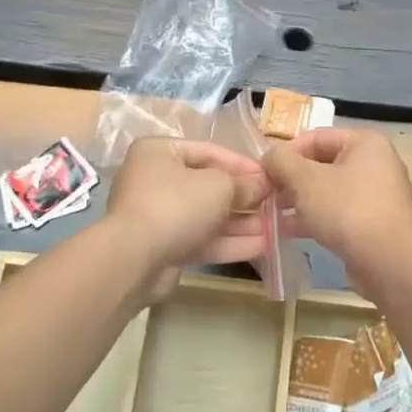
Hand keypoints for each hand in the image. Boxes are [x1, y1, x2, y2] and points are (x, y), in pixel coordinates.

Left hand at [103, 139, 273, 284]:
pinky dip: (229, 242)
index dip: (242, 164)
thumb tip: (262, 184)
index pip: (209, 151)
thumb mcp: (219, 186)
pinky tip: (262, 247)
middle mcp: (156, 180)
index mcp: (160, 152)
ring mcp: (159, 216)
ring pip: (207, 216)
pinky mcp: (164, 247)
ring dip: (241, 222)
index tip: (270, 176)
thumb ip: (244, 184)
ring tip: (275, 228)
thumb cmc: (177, 204)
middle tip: (274, 204)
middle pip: (208, 185)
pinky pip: (201, 239)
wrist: (135, 259)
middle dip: (244, 198)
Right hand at [261, 128, 411, 293]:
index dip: (286, 152)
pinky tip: (288, 230)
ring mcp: (376, 194)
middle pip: (322, 163)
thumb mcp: (305, 179)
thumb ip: (282, 161)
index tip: (263, 172)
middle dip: (291, 179)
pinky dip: (315, 217)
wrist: (388, 262)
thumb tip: (269, 156)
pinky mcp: (373, 222)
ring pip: (328, 190)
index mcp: (365, 143)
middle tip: (265, 194)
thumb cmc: (346, 209)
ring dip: (299, 199)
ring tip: (271, 212)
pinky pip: (338, 212)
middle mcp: (375, 163)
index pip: (315, 137)